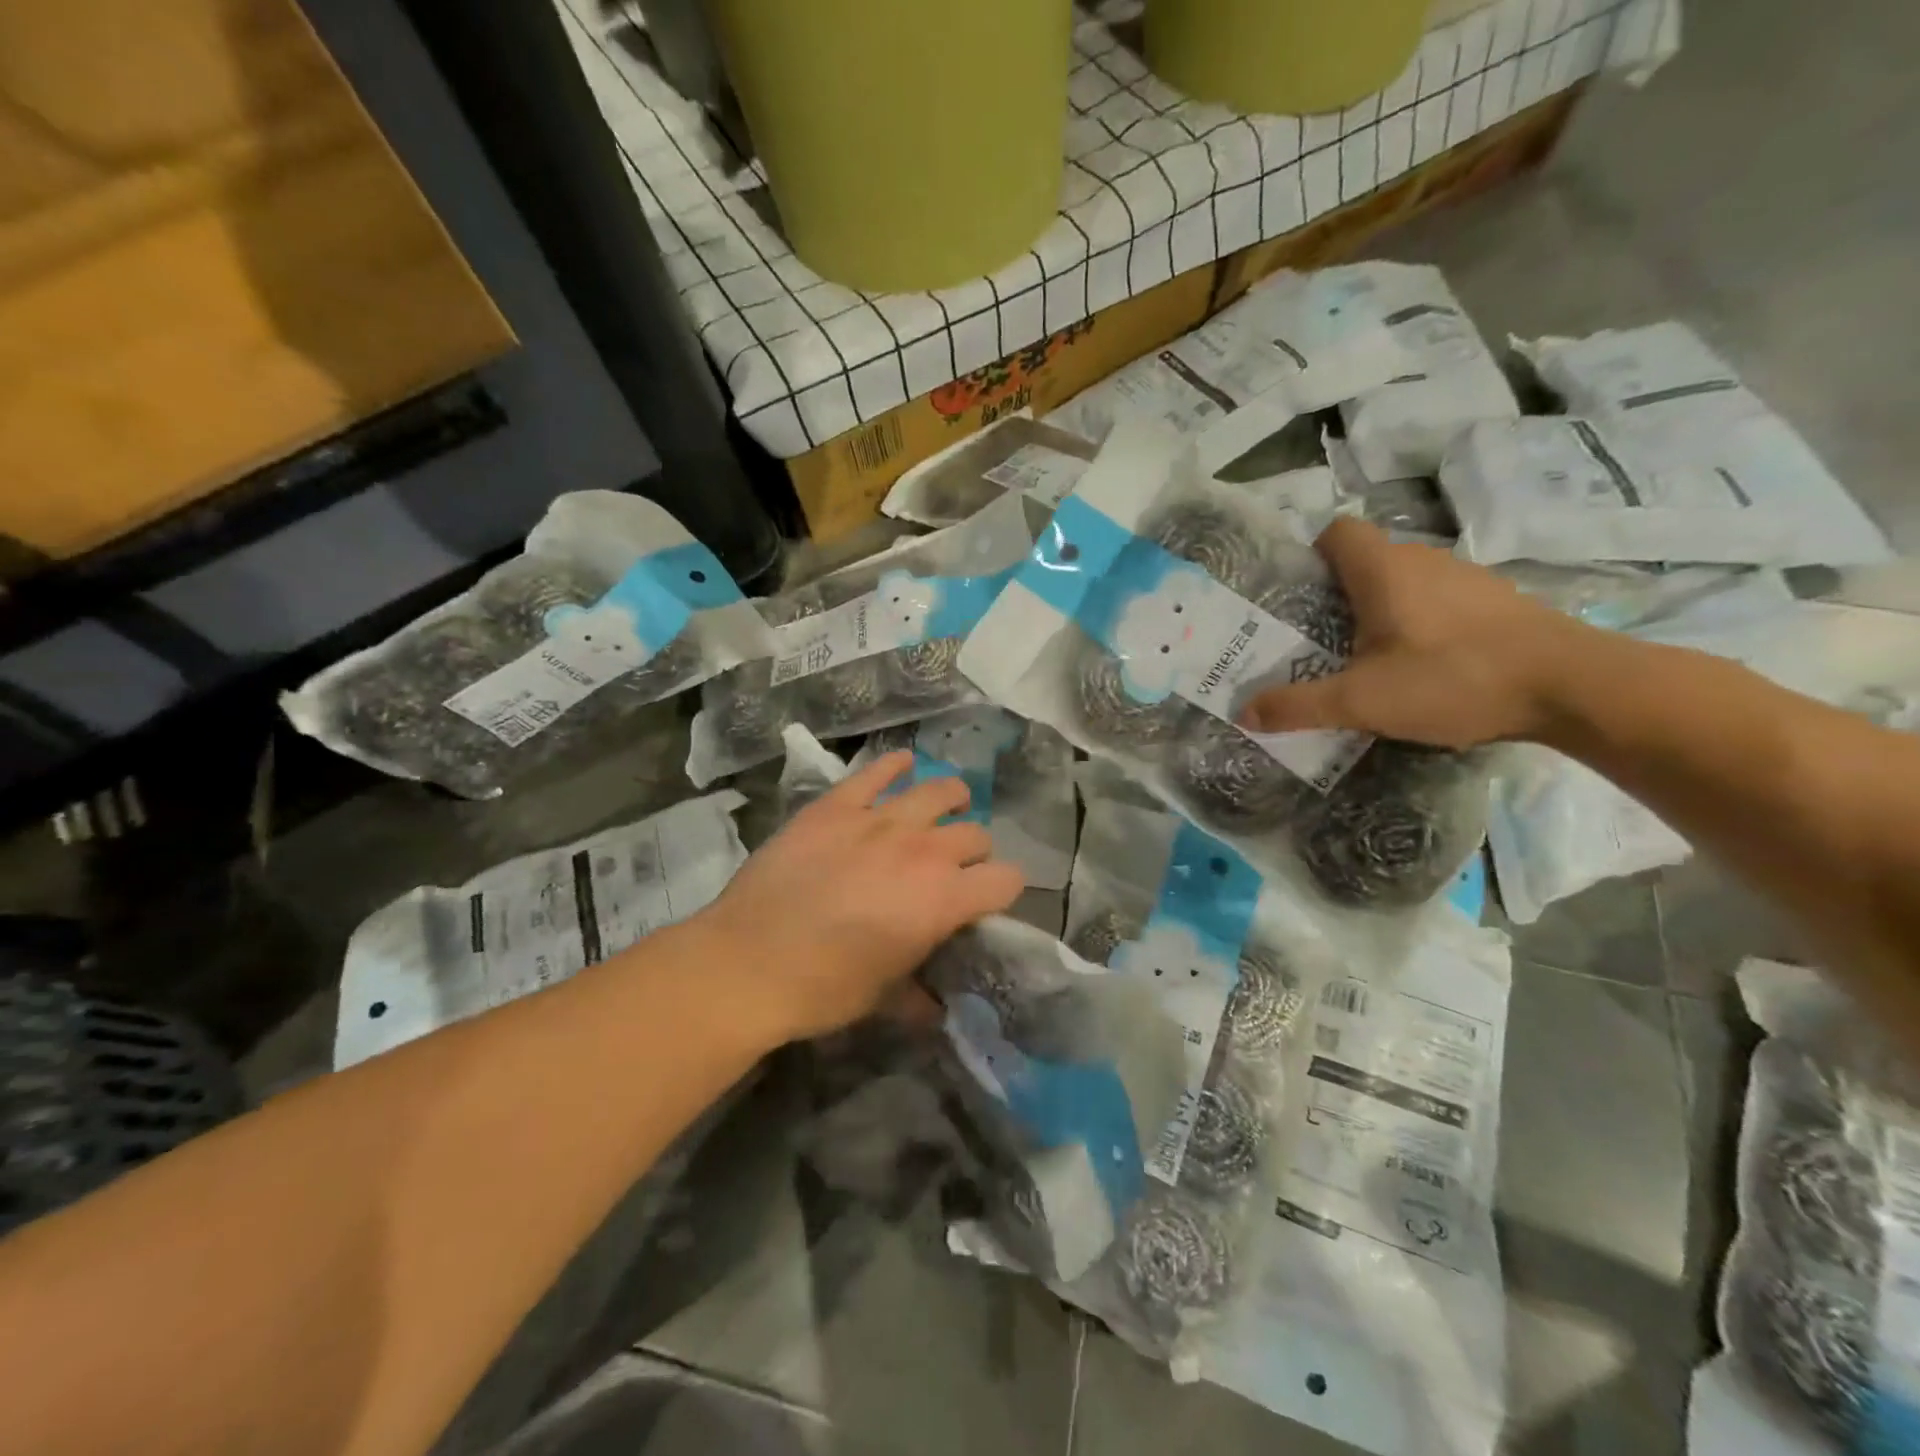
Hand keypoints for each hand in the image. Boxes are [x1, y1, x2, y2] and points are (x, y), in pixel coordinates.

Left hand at [690, 753, 1024, 1044]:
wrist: (747, 962)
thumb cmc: (823, 988)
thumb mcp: (882, 999)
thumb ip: (919, 996)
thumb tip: (934, 1006)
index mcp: (944, 900)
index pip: (1008, 880)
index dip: (1002, 892)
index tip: (984, 904)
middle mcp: (924, 850)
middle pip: (976, 835)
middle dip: (974, 853)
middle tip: (952, 870)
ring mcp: (879, 820)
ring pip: (940, 792)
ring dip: (951, 802)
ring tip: (945, 809)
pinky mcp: (837, 805)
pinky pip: (877, 772)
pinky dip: (895, 766)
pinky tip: (902, 765)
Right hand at [1239, 518, 1583, 749]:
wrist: (1573, 686)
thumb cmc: (1453, 679)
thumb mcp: (1362, 701)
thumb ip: (1298, 706)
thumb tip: (1243, 712)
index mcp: (1382, 569)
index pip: (1335, 532)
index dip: (1309, 556)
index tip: (1295, 597)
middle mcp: (1422, 559)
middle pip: (1364, 560)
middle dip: (1336, 594)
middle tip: (1315, 639)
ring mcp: (1465, 577)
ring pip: (1403, 581)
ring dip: (1379, 610)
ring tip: (1366, 657)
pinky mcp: (1495, 601)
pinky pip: (1437, 599)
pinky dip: (1419, 621)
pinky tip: (1423, 664)